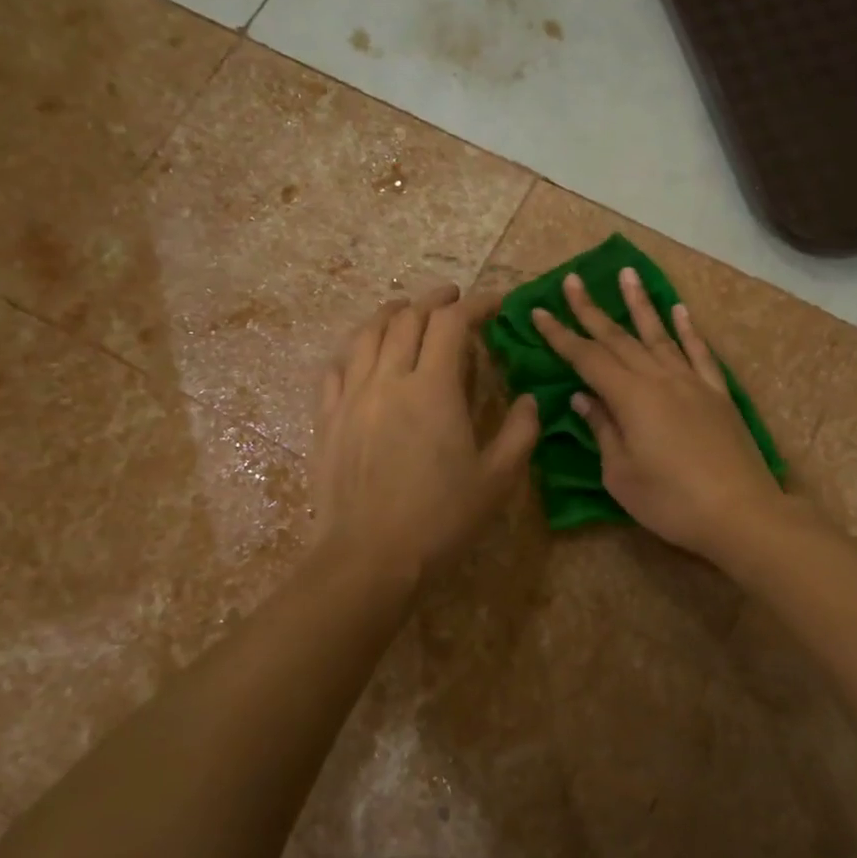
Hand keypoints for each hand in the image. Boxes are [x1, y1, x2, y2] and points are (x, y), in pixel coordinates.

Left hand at [312, 284, 538, 583]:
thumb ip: (521, 432)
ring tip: (406, 310)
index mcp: (434, 388)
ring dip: (391, 313)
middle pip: (408, 319)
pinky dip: (354, 349)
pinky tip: (362, 354)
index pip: (452, 323)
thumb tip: (529, 400)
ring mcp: (351, 397)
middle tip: (455, 299)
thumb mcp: (497, 479)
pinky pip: (336, 368)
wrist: (369, 558)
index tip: (495, 302)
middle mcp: (388, 379)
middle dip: (436, 300)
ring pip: (366, 334)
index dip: (476, 304)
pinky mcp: (327, 419)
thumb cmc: (441, 519)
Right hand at [532, 268, 786, 562]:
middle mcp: (660, 378)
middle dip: (591, 309)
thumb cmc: (671, 501)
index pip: (587, 358)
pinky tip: (680, 311)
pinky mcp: (718, 394)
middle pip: (619, 338)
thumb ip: (603, 429)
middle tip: (571, 280)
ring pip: (660, 334)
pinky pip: (700, 353)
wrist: (740, 512)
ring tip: (626, 273)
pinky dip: (688, 330)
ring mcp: (692, 382)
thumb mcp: (621, 474)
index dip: (561, 335)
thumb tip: (583, 397)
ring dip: (640, 304)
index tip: (539, 312)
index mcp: (631, 397)